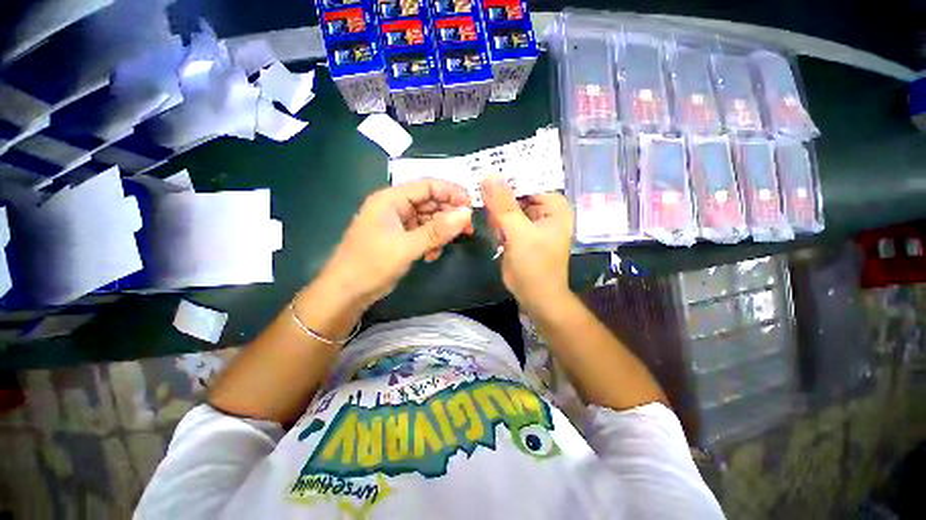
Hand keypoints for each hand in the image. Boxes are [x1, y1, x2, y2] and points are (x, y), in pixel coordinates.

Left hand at [319, 180, 473, 308]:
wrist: (346, 293)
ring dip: (441, 231)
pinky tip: (431, 256)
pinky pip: (423, 233)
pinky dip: (431, 242)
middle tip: (467, 230)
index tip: (471, 208)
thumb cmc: (371, 265)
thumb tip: (467, 214)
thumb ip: (437, 231)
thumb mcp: (406, 247)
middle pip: (430, 202)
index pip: (427, 186)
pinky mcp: (400, 238)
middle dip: (449, 215)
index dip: (451, 193)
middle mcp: (395, 207)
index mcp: (391, 199)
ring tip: (448, 245)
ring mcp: (397, 223)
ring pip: (428, 219)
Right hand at [481, 176, 572, 311]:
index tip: (483, 177)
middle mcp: (544, 209)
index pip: (527, 180)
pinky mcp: (519, 231)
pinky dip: (497, 224)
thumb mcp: (518, 233)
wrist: (535, 296)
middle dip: (499, 201)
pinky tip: (499, 238)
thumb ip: (503, 205)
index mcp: (553, 205)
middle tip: (491, 213)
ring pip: (507, 206)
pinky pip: (504, 219)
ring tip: (500, 233)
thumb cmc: (534, 266)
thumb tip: (488, 175)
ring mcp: (530, 221)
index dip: (506, 178)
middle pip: (516, 193)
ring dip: (497, 215)